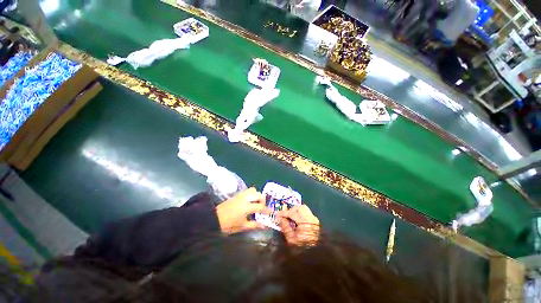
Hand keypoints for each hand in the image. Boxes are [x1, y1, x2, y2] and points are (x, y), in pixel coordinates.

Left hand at [216, 188, 267, 233]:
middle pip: (258, 194)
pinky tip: (249, 201)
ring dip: (257, 195)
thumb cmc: (228, 225)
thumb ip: (254, 225)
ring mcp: (241, 195)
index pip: (260, 206)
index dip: (266, 210)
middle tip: (262, 207)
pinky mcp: (237, 194)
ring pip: (253, 190)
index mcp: (246, 207)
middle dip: (262, 200)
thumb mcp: (242, 226)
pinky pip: (247, 191)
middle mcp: (245, 198)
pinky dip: (251, 194)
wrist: (214, 219)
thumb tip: (264, 225)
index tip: (270, 212)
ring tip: (256, 203)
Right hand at [276, 205, 319, 244]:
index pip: (292, 213)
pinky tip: (295, 221)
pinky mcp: (315, 222)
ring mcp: (314, 219)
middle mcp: (311, 218)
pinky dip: (300, 214)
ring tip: (290, 218)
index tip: (276, 214)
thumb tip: (280, 218)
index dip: (283, 213)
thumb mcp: (291, 238)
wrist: (314, 255)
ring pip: (303, 209)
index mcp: (305, 222)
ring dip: (295, 211)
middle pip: (299, 207)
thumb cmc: (301, 247)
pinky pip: (306, 213)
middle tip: (285, 215)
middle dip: (291, 210)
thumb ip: (285, 226)